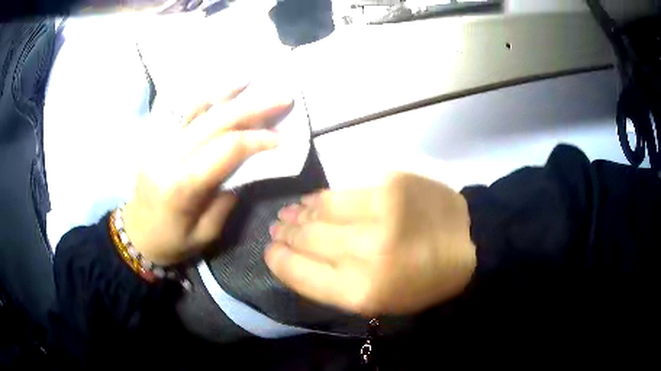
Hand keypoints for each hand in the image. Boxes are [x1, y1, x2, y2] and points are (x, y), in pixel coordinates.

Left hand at [123, 83, 292, 265]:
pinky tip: (218, 88)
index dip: (257, 139)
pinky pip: (180, 111)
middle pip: (215, 122)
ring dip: (226, 92)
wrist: (136, 235)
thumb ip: (228, 196)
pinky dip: (203, 97)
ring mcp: (158, 143)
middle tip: (281, 98)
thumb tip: (247, 165)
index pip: (226, 149)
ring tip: (250, 80)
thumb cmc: (172, 242)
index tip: (281, 137)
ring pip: (196, 108)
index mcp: (182, 185)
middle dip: (252, 108)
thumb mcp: (207, 232)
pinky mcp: (155, 139)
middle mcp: (169, 156)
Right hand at [265, 173, 476, 315]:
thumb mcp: (378, 301)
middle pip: (306, 240)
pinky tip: (311, 201)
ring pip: (319, 211)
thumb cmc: (422, 281)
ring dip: (297, 213)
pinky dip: (320, 198)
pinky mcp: (390, 185)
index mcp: (362, 292)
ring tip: (287, 213)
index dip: (279, 261)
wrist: (469, 243)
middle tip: (275, 229)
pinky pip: (341, 192)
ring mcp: (379, 215)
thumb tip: (297, 258)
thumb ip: (334, 284)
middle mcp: (365, 254)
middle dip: (284, 235)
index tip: (270, 251)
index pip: (301, 274)